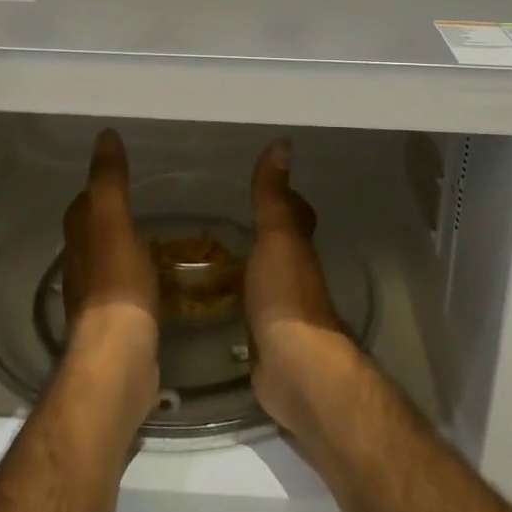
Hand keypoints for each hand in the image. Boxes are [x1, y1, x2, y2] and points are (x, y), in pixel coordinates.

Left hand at [59, 130, 160, 431]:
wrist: (119, 357)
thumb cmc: (118, 285)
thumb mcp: (114, 223)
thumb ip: (109, 182)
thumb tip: (105, 136)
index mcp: (79, 241)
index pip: (82, 207)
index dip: (96, 190)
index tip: (118, 175)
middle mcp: (81, 268)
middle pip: (90, 235)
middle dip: (107, 218)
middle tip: (139, 204)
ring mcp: (96, 300)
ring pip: (106, 263)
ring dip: (121, 249)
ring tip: (150, 239)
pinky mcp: (114, 326)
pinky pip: (124, 291)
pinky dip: (135, 278)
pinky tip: (154, 281)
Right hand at [244, 140, 361, 433]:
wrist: (295, 368)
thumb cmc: (285, 295)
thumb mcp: (277, 237)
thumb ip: (273, 196)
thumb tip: (283, 143)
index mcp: (298, 250)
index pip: (298, 214)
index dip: (287, 198)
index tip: (266, 183)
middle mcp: (296, 277)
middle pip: (284, 247)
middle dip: (264, 233)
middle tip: (227, 220)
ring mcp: (283, 312)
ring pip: (267, 279)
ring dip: (249, 268)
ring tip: (213, 257)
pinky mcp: (267, 342)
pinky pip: (251, 313)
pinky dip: (239, 303)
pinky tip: (217, 303)